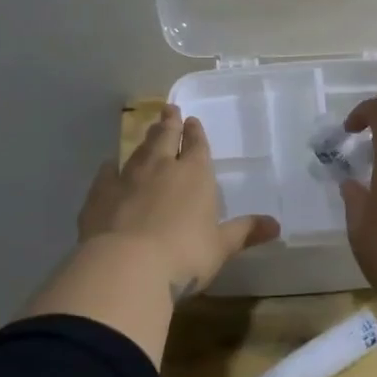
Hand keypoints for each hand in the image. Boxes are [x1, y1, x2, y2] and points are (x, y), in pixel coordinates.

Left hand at [78, 105, 279, 297]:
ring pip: (138, 151)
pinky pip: (106, 174)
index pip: (197, 146)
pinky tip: (108, 165)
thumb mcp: (220, 247)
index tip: (192, 121)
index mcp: (194, 175)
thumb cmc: (184, 255)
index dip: (196, 133)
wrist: (126, 266)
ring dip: (144, 140)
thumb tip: (276, 225)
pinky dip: (110, 168)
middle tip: (169, 110)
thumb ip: (244, 232)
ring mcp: (127, 178)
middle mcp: (161, 168)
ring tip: (148, 130)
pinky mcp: (100, 194)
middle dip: (169, 123)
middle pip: (165, 138)